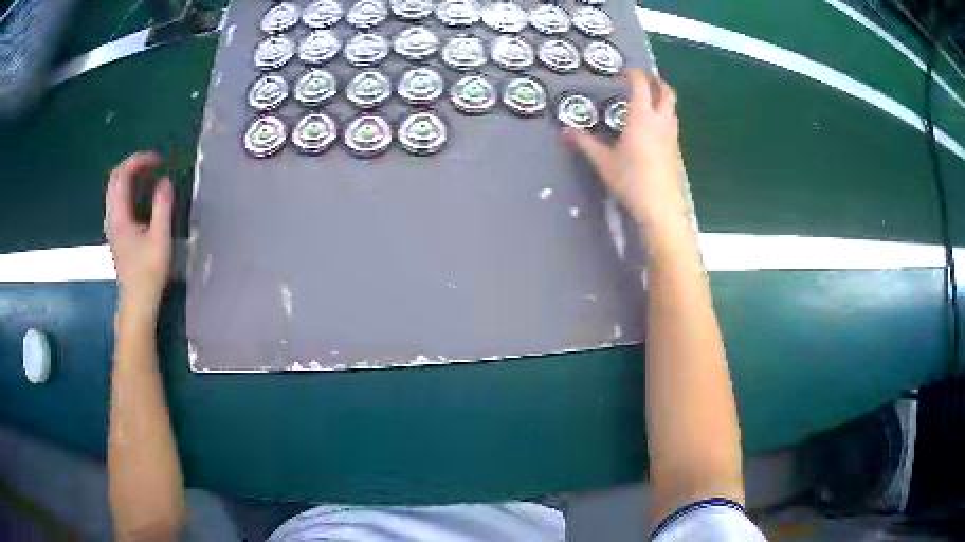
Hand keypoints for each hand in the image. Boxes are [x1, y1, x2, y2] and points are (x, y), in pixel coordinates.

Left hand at [105, 152, 173, 319]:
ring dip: (131, 176)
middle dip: (134, 164)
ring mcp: (112, 225)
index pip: (122, 175)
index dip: (139, 160)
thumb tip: (164, 181)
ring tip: (150, 175)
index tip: (159, 160)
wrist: (137, 302)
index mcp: (119, 216)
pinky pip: (118, 200)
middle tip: (154, 164)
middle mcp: (111, 217)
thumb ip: (162, 206)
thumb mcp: (160, 238)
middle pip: (115, 178)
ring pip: (115, 189)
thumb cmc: (148, 273)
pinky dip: (129, 188)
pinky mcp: (116, 233)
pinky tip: (142, 194)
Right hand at [564, 69, 683, 228]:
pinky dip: (665, 116)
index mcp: (641, 117)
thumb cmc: (631, 180)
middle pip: (666, 92)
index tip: (623, 71)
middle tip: (645, 79)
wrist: (661, 207)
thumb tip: (564, 132)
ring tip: (650, 100)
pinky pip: (672, 124)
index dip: (633, 73)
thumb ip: (584, 143)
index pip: (641, 85)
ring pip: (672, 108)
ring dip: (663, 98)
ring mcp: (671, 136)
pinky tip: (653, 128)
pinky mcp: (676, 151)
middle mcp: (660, 121)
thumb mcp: (603, 161)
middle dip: (657, 81)